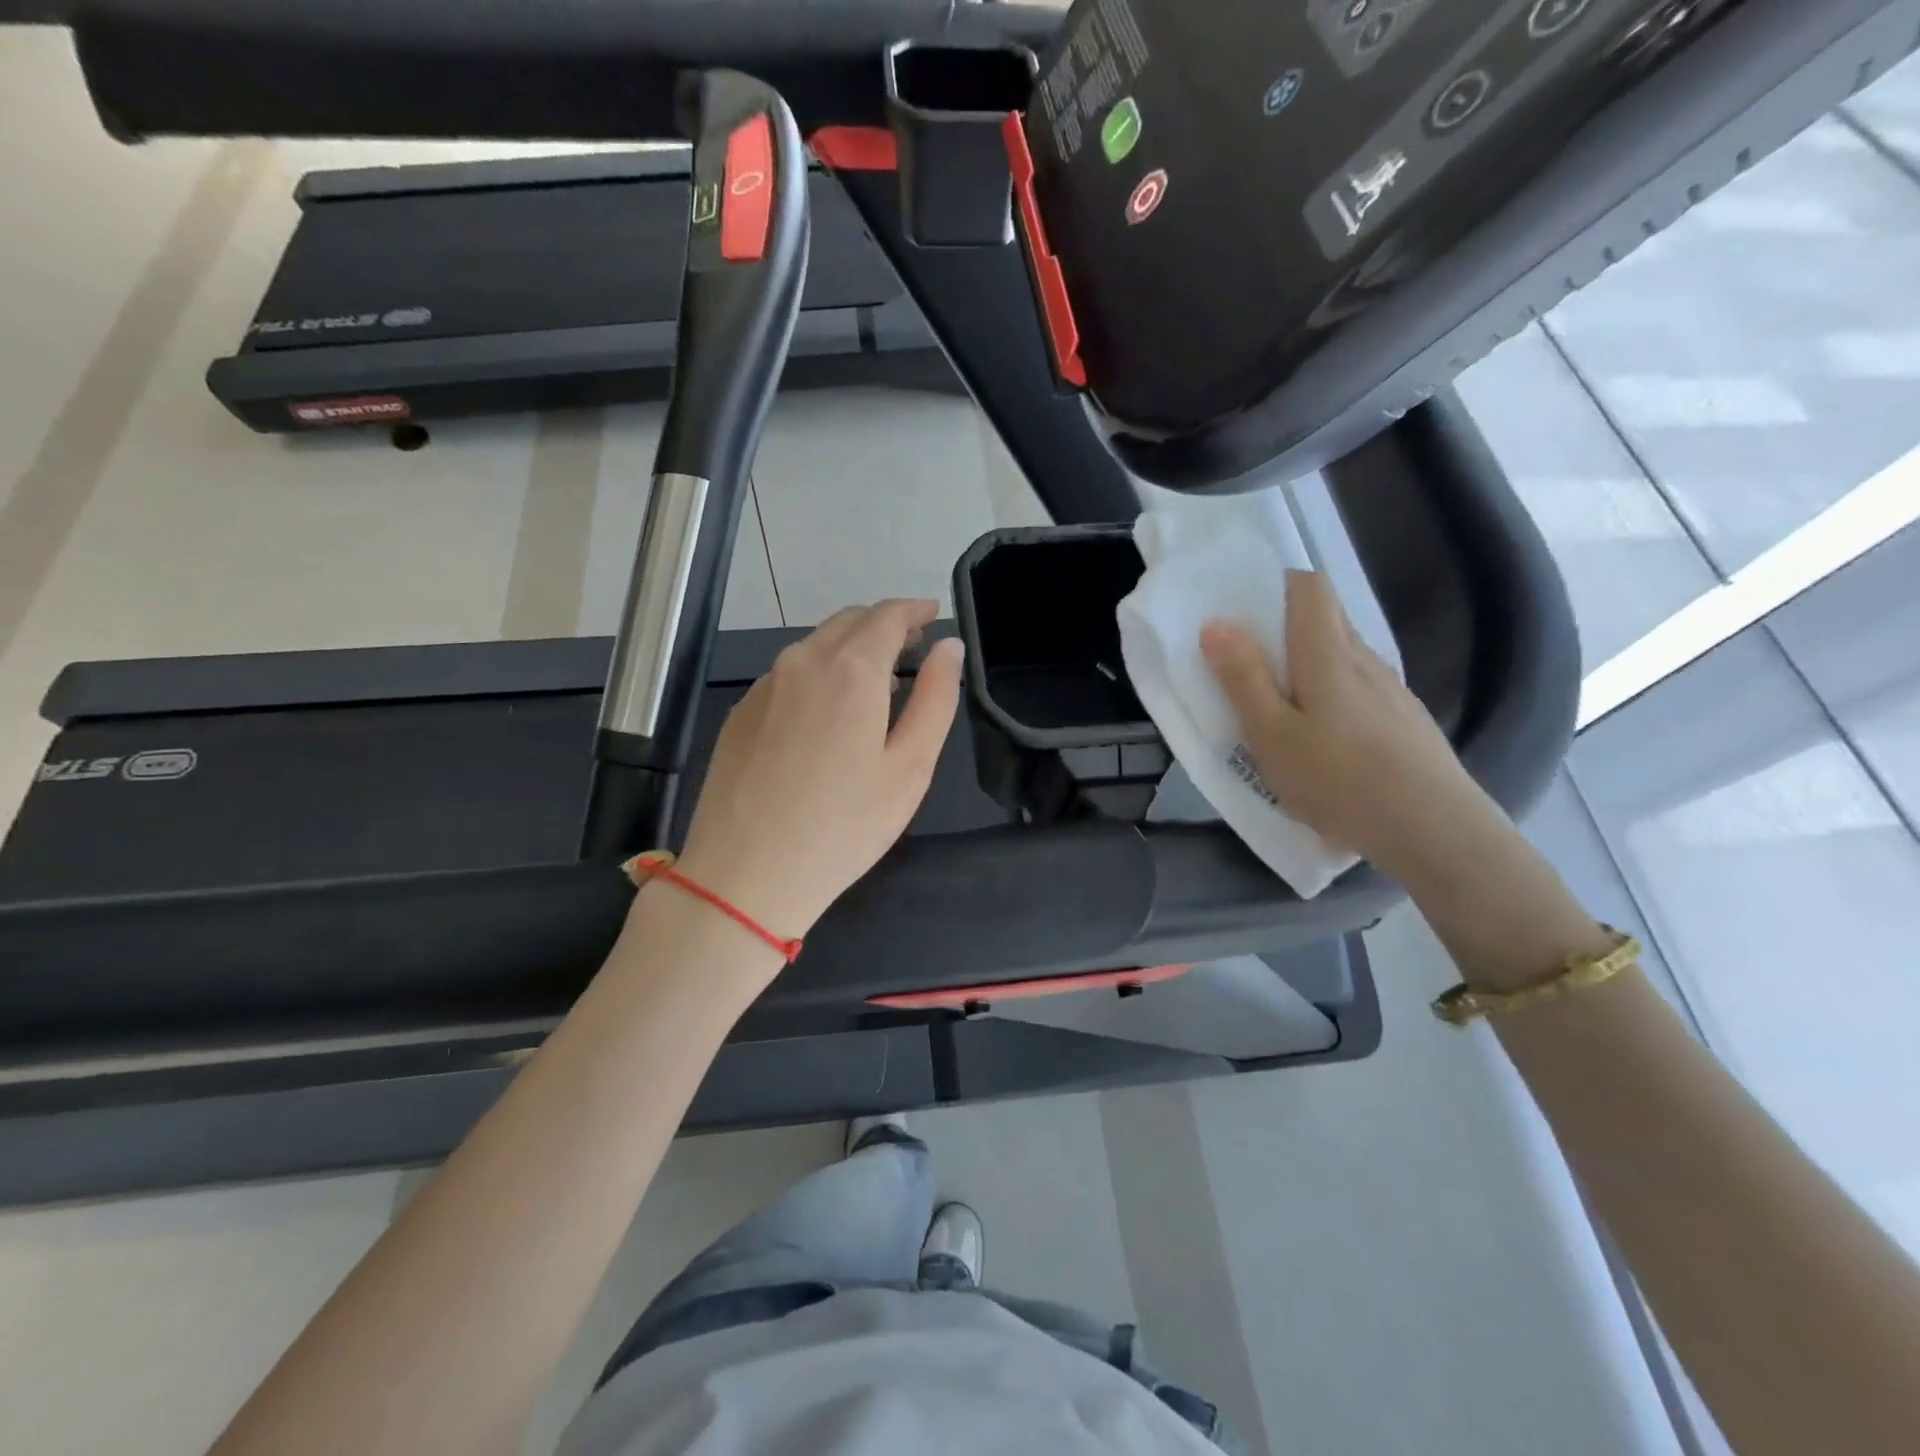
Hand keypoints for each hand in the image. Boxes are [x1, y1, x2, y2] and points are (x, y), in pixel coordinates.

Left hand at [674, 599, 963, 939]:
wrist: (746, 875)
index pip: (887, 615)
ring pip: (816, 646)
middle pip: (849, 621)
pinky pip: (789, 674)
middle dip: (885, 626)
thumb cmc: (844, 826)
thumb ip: (936, 698)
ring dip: (851, 649)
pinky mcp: (741, 712)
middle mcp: (802, 662)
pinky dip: (819, 674)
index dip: (915, 610)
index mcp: (850, 669)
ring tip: (876, 684)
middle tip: (913, 650)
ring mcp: (765, 685)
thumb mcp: (910, 767)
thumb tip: (949, 648)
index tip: (934, 616)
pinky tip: (827, 715)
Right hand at [1200, 569, 1497, 883]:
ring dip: (1310, 664)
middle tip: (1250, 662)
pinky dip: (1334, 695)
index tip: (1246, 607)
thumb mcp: (1271, 734)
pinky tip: (1325, 740)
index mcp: (1328, 655)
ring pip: (1344, 657)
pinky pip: (1361, 690)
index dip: (1278, 584)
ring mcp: (1392, 691)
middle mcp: (1365, 661)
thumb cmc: (1339, 779)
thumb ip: (1243, 678)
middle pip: (1328, 619)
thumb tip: (1217, 623)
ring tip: (1282, 706)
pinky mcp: (1406, 722)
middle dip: (1286, 626)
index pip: (1310, 589)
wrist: (1434, 829)